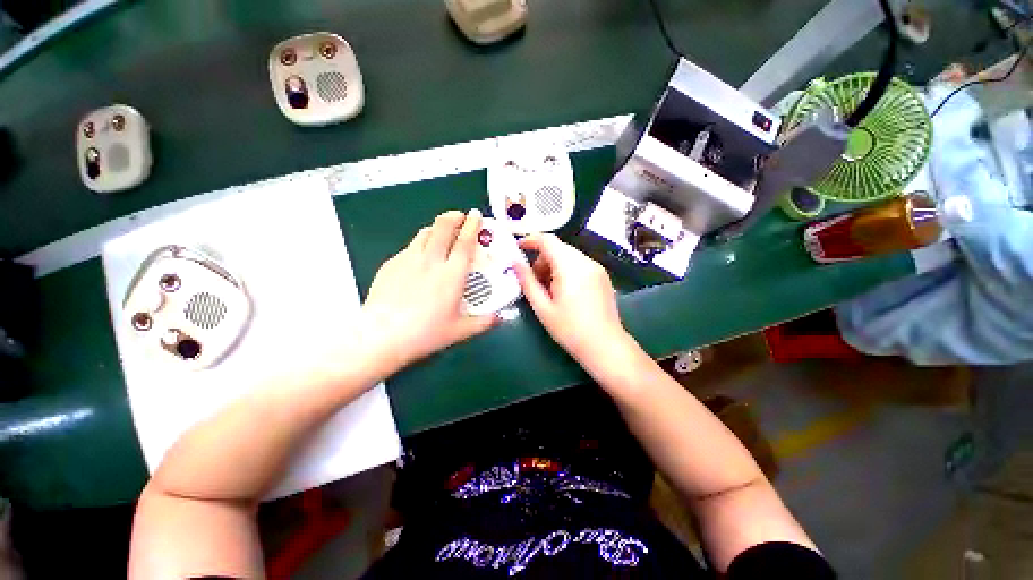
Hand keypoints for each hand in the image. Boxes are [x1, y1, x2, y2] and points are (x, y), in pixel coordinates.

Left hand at [359, 209, 497, 373]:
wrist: (381, 336)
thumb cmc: (425, 333)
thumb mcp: (460, 331)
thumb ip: (483, 322)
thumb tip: (500, 318)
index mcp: (452, 274)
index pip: (464, 242)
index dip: (472, 225)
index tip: (475, 215)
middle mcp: (431, 261)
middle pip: (442, 227)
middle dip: (453, 217)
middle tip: (460, 217)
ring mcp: (408, 260)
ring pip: (424, 233)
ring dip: (436, 228)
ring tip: (441, 234)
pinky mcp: (391, 264)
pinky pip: (409, 247)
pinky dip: (419, 245)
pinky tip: (419, 258)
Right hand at [515, 234, 629, 363]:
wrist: (605, 346)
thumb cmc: (570, 329)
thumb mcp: (542, 308)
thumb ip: (527, 282)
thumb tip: (515, 263)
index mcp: (570, 267)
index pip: (548, 240)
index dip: (531, 240)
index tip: (518, 248)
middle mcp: (586, 261)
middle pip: (558, 248)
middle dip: (541, 259)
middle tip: (534, 282)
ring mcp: (597, 268)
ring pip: (568, 256)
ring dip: (554, 266)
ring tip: (549, 290)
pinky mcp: (602, 276)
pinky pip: (579, 264)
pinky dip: (566, 270)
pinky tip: (564, 292)